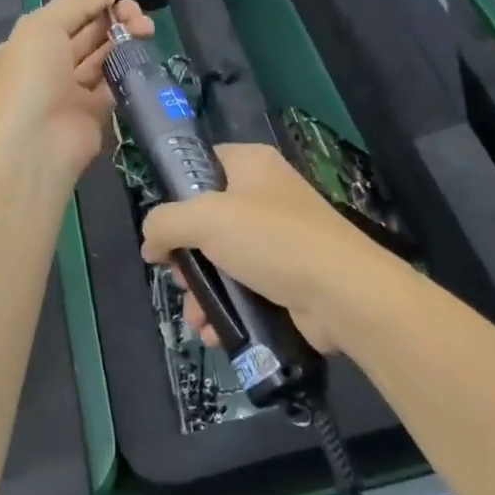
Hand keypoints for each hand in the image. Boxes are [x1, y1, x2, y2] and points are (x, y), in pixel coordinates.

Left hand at [0, 0, 152, 186]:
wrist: (35, 145)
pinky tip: (143, 54)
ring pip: (100, 60)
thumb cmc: (29, 78)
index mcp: (23, 48)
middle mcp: (44, 71)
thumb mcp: (42, 27)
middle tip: (138, 13)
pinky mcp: (92, 116)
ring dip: (122, 41)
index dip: (87, 6)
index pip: (59, 20)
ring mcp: (68, 95)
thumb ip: (74, 5)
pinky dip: (127, 70)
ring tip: (147, 27)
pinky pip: (112, 87)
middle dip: (110, 21)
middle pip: (82, 38)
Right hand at [139, 144, 404, 353]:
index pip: (202, 164)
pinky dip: (226, 308)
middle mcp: (266, 195)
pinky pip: (244, 288)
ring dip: (203, 292)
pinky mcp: (287, 276)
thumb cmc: (272, 241)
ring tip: (197, 317)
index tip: (163, 227)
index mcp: (251, 164)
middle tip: (181, 278)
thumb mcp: (205, 219)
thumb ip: (165, 223)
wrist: (341, 292)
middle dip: (187, 257)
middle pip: (206, 220)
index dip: (177, 193)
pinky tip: (214, 331)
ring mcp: (279, 237)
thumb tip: (152, 243)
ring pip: (222, 260)